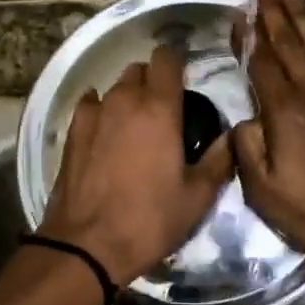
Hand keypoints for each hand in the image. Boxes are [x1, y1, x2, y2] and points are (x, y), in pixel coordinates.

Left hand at [38, 44, 235, 285]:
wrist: (87, 245)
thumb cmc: (150, 220)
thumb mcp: (197, 197)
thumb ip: (219, 159)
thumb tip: (233, 136)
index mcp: (159, 109)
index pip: (167, 59)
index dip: (178, 64)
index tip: (186, 82)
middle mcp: (124, 100)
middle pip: (139, 70)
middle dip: (153, 81)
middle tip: (165, 112)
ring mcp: (93, 114)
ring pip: (113, 87)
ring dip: (127, 97)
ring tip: (136, 127)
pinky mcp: (71, 132)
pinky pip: (90, 105)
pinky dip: (101, 110)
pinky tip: (106, 132)